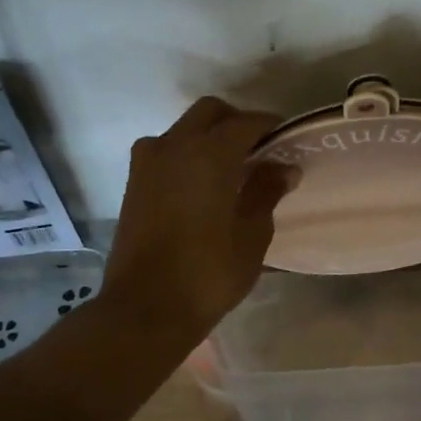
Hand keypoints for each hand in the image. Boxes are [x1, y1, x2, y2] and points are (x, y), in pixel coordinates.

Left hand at [101, 97, 293, 341]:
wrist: (145, 308)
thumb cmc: (208, 273)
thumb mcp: (252, 234)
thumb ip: (267, 191)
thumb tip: (284, 167)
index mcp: (209, 153)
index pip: (246, 122)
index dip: (270, 126)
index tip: (287, 140)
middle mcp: (174, 146)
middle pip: (209, 112)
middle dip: (236, 122)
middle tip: (259, 150)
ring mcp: (148, 162)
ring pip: (183, 129)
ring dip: (208, 136)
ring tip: (230, 168)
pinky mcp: (134, 183)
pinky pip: (165, 151)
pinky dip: (186, 154)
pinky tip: (202, 185)